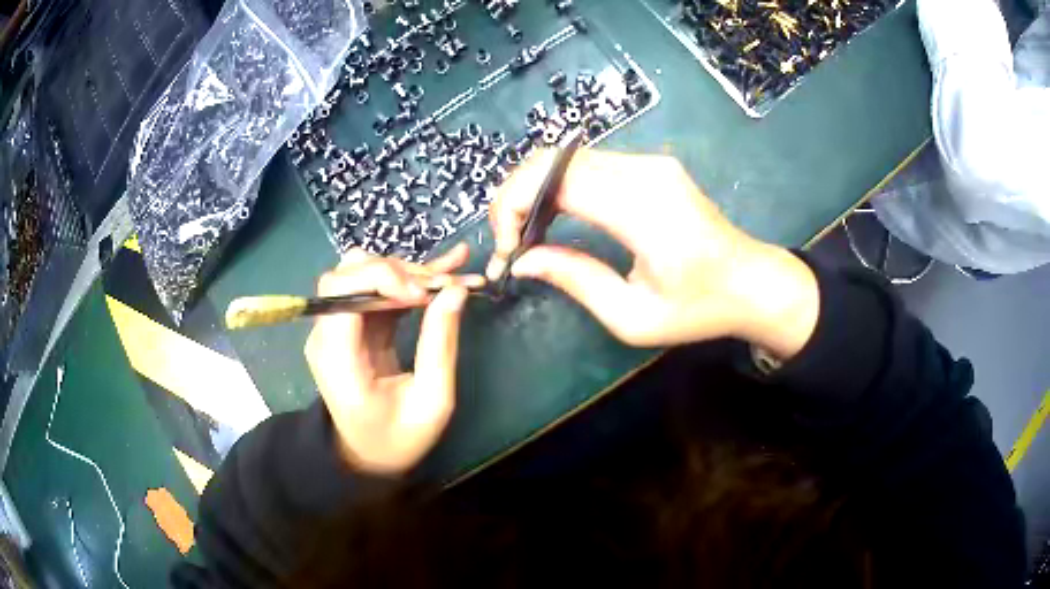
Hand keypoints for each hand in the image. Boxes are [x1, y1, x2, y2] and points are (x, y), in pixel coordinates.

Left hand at [305, 244, 483, 474]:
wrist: (369, 456)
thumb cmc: (399, 439)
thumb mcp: (431, 401)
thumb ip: (439, 345)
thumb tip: (455, 291)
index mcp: (337, 356)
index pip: (341, 289)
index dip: (383, 276)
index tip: (424, 293)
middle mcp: (328, 334)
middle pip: (351, 273)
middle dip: (400, 272)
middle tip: (443, 287)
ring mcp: (338, 328)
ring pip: (365, 274)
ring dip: (407, 273)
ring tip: (448, 281)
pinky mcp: (353, 327)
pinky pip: (377, 290)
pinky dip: (407, 280)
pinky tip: (443, 270)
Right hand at [487, 150, 818, 358]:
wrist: (751, 281)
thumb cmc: (698, 309)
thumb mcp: (632, 317)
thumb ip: (574, 280)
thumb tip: (521, 259)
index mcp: (642, 210)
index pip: (553, 180)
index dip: (513, 205)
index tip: (505, 248)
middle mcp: (644, 172)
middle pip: (552, 160)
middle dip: (515, 196)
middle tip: (507, 240)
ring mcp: (650, 162)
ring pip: (566, 158)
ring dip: (534, 189)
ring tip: (527, 233)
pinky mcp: (652, 165)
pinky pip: (589, 163)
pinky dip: (559, 185)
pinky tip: (557, 216)